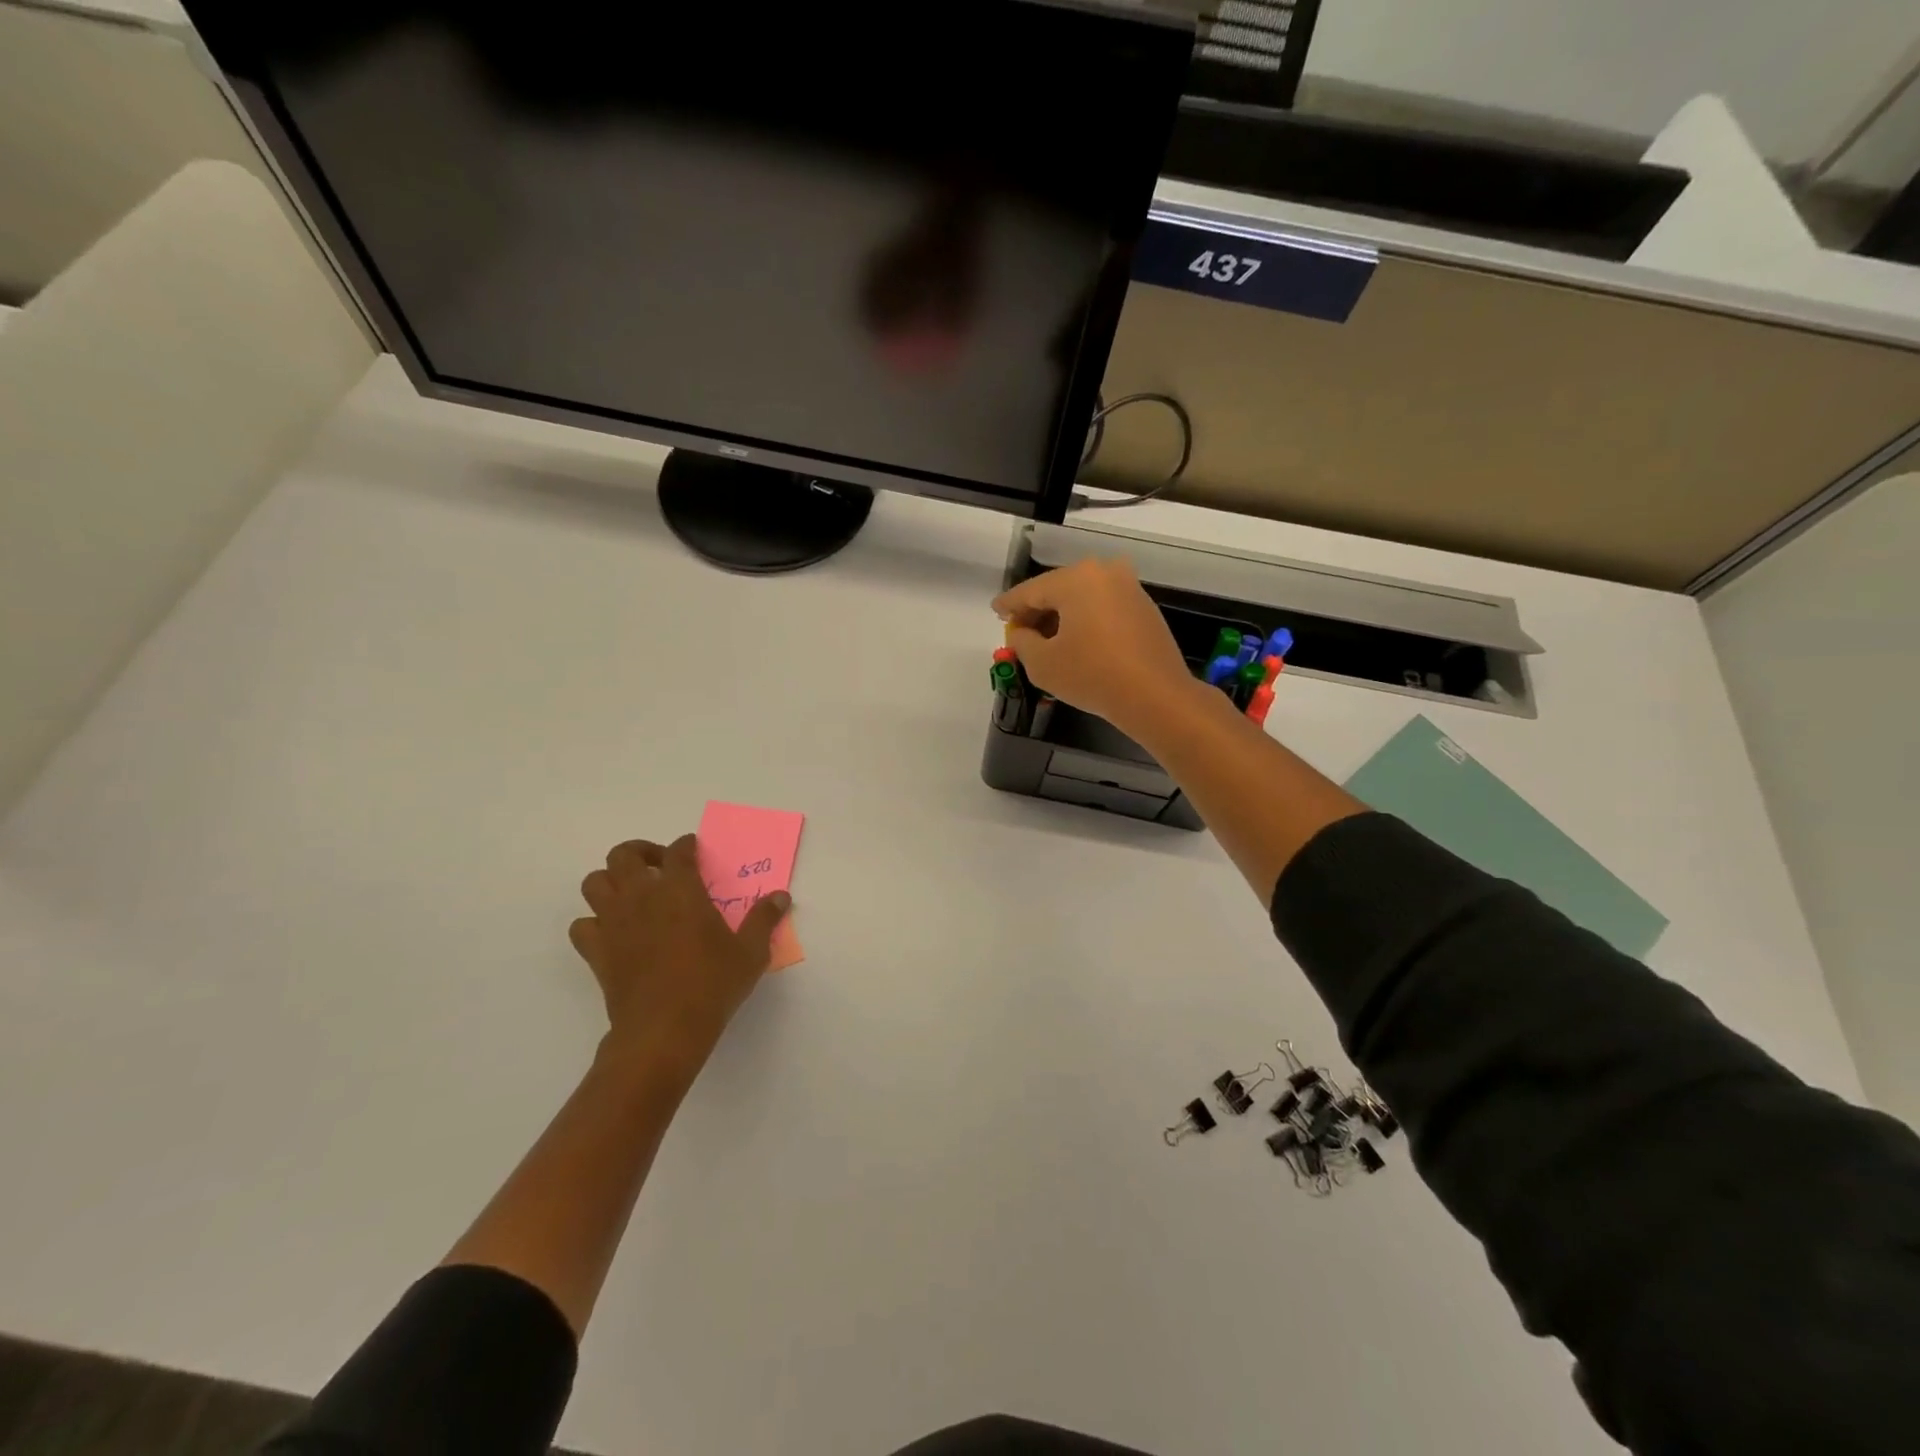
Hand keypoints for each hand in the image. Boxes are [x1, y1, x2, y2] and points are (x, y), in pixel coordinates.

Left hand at [569, 835, 789, 1086]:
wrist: (663, 1030)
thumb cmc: (712, 985)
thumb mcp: (750, 952)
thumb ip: (763, 919)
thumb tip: (781, 896)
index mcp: (681, 890)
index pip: (678, 851)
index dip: (686, 845)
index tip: (693, 849)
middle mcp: (642, 897)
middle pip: (624, 855)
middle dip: (641, 852)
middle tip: (661, 867)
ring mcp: (613, 923)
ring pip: (594, 882)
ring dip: (611, 881)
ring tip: (633, 894)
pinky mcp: (596, 952)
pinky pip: (582, 925)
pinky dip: (594, 922)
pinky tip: (614, 932)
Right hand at [992, 559, 1197, 738]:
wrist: (1155, 696)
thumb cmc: (1091, 675)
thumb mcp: (1042, 663)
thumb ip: (1022, 641)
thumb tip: (1023, 633)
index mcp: (1076, 579)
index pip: (1030, 591)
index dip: (1009, 605)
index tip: (995, 612)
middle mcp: (1104, 573)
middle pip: (1058, 590)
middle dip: (1037, 611)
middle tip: (1019, 631)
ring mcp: (1129, 588)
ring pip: (1082, 598)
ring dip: (1062, 617)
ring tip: (1045, 642)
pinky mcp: (1144, 608)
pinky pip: (1103, 608)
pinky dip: (1085, 621)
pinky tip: (1076, 643)